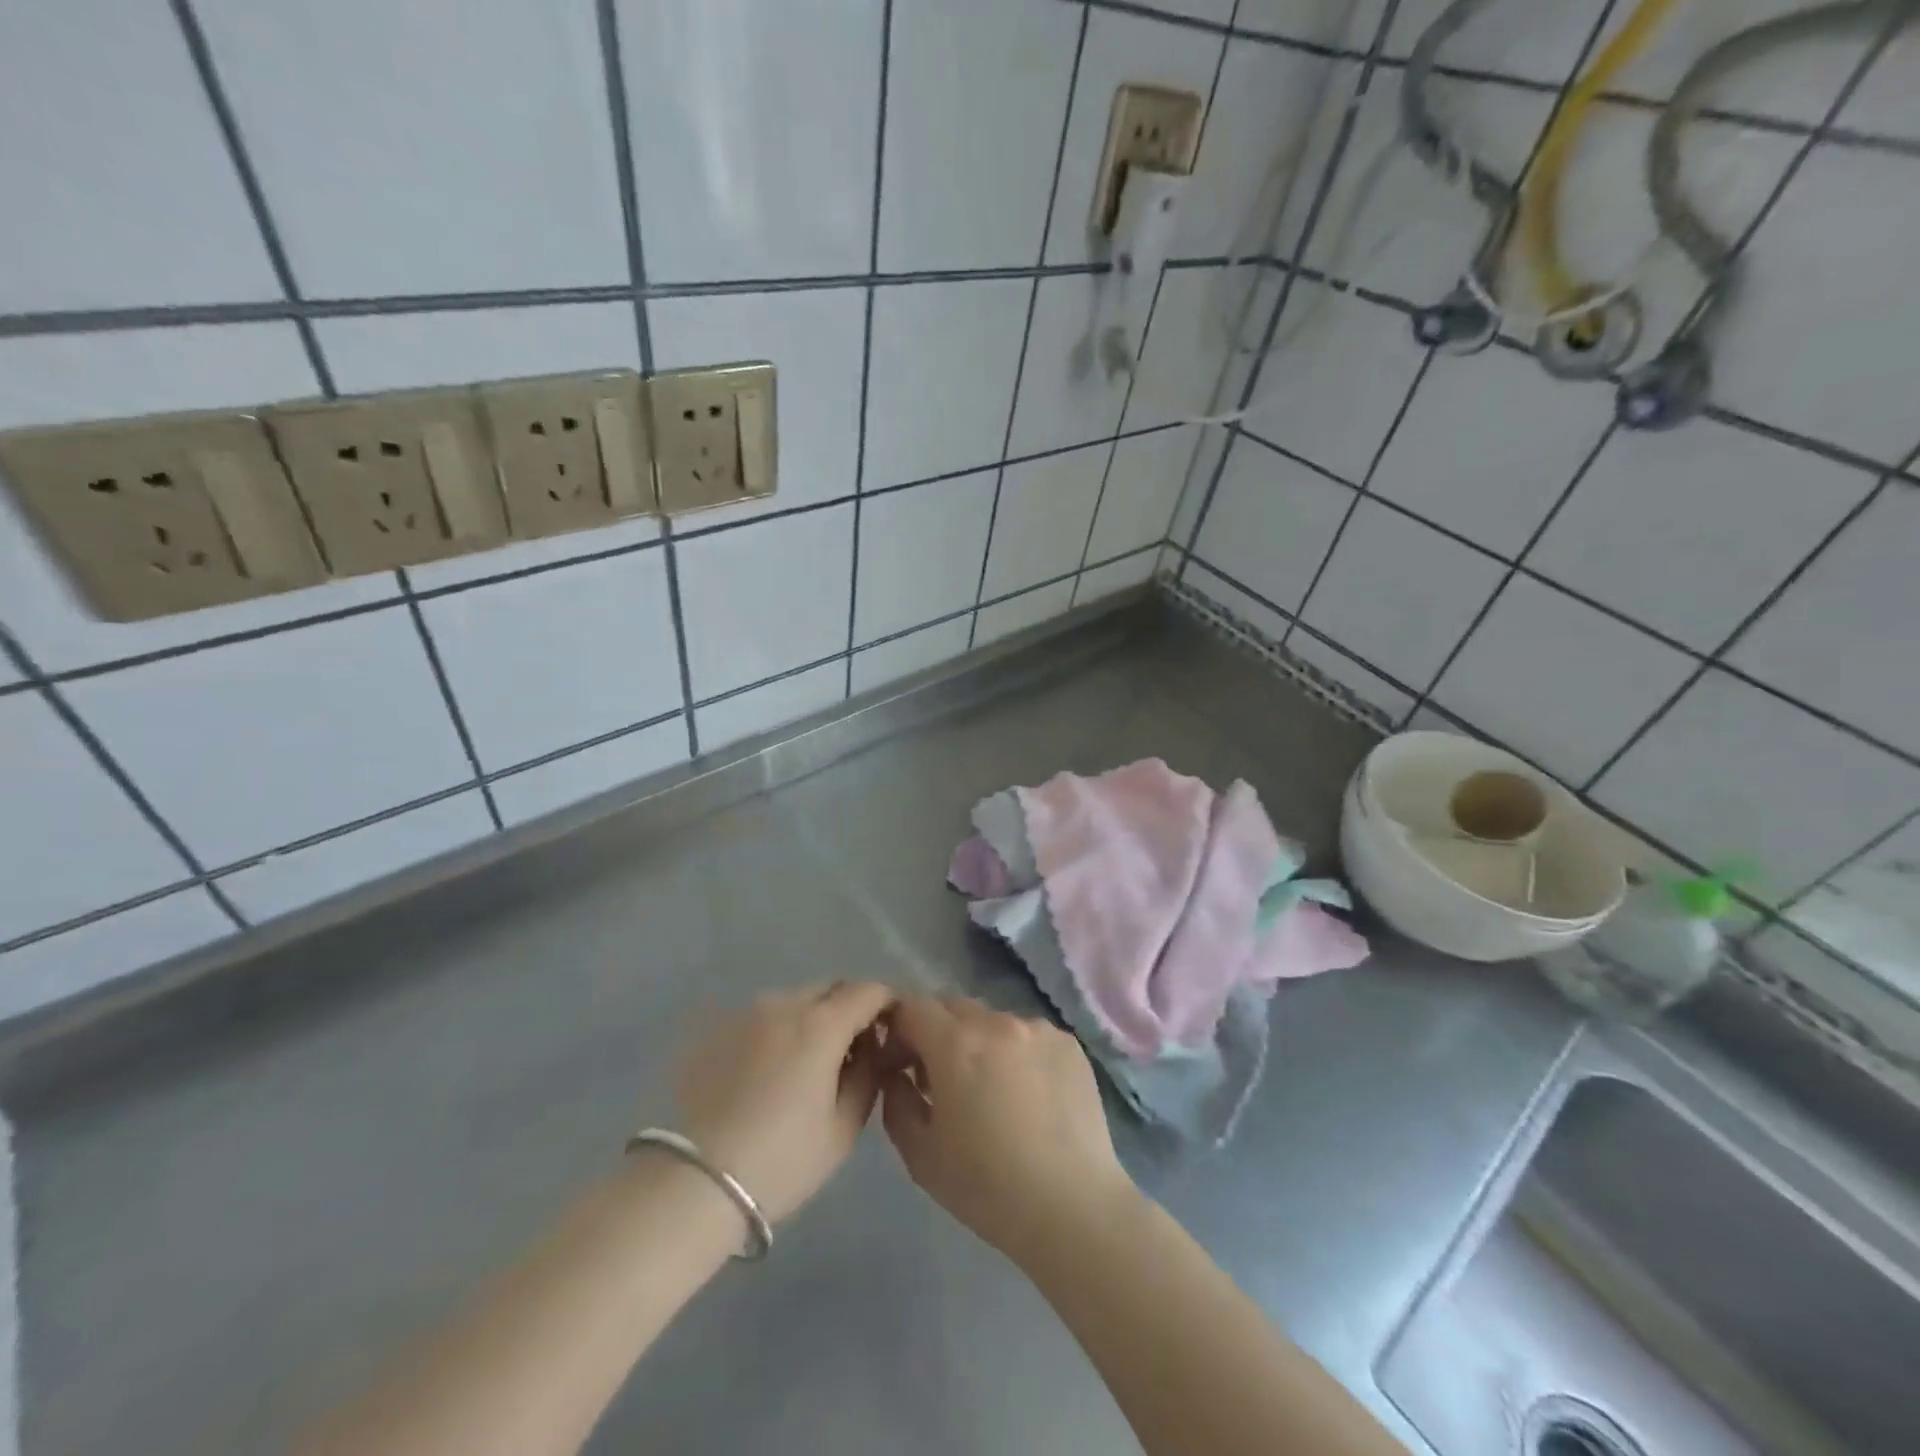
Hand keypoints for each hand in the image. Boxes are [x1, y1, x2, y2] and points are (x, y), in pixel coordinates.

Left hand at [675, 981, 895, 1223]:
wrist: (694, 1184)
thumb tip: (872, 1050)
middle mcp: (784, 1003)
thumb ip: (868, 1077)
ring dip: (811, 1018)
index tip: (892, 1029)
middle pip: (830, 988)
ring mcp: (745, 1013)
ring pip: (793, 1000)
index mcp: (822, 1023)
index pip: (869, 991)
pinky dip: (776, 1032)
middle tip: (851, 1049)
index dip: (887, 1004)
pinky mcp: (715, 1030)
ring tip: (805, 1063)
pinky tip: (766, 1073)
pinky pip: (760, 1018)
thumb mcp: (843, 1129)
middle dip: (849, 1008)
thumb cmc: (781, 1161)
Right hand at [879, 996, 1136, 1263]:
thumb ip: (897, 1101)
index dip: (898, 1031)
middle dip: (937, 1033)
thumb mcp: (920, 1155)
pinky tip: (1028, 1096)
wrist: (1073, 1207)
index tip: (900, 1065)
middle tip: (940, 1079)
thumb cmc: (988, 1187)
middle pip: (953, 1007)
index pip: (912, 1007)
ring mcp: (1038, 1029)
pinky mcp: (1069, 1043)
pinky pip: (1028, 1035)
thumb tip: (898, 1075)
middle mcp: (997, 1022)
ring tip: (991, 1091)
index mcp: (956, 1044)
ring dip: (979, 1043)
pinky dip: (1016, 1053)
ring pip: (992, 1020)